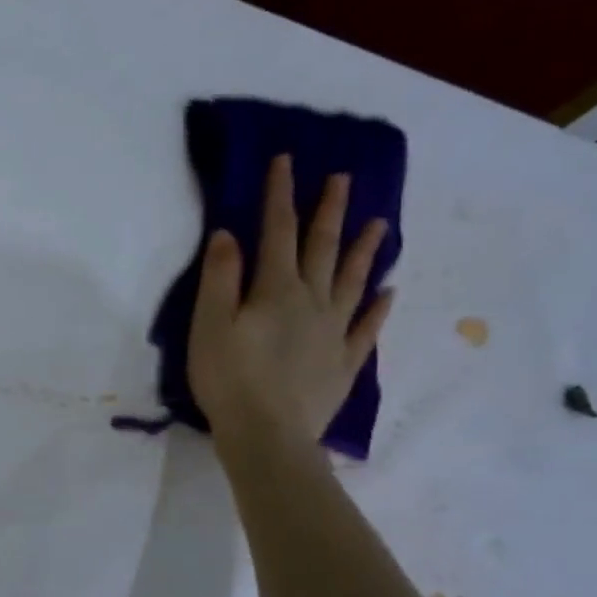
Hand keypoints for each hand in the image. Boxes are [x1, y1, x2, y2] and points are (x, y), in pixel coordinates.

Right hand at [187, 153, 392, 445]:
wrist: (267, 435)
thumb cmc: (228, 379)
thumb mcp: (208, 325)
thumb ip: (220, 279)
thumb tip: (229, 234)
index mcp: (275, 290)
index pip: (277, 232)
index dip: (280, 195)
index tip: (286, 161)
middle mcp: (312, 302)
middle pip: (322, 249)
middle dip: (329, 211)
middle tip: (342, 179)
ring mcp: (334, 333)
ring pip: (353, 281)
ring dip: (364, 250)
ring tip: (380, 223)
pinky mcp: (344, 363)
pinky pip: (367, 328)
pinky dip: (378, 307)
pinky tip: (388, 292)